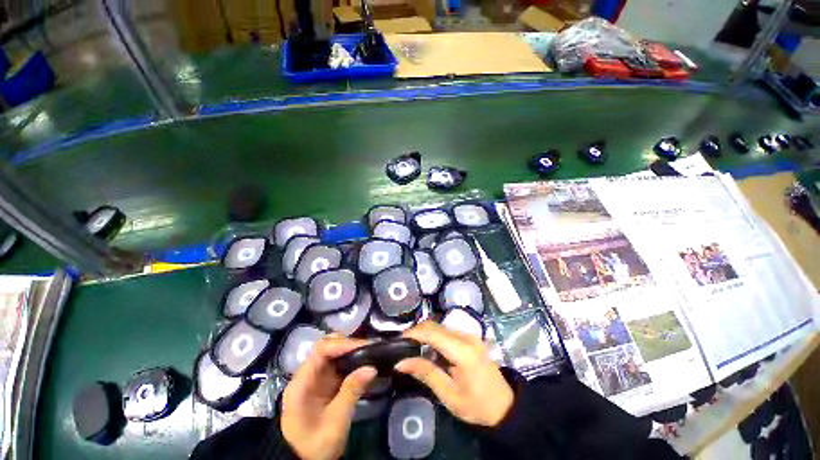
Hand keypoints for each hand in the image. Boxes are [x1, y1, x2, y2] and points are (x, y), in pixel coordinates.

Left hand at [281, 335, 376, 459]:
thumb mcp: (335, 422)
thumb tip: (371, 368)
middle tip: (369, 347)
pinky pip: (337, 365)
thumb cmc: (315, 446)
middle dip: (348, 343)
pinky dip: (351, 361)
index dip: (343, 343)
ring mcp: (315, 378)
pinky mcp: (323, 383)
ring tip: (370, 352)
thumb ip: (351, 392)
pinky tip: (363, 362)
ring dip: (351, 351)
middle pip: (326, 347)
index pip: (321, 350)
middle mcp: (307, 375)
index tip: (364, 346)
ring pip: (333, 353)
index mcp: (302, 382)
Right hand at [394, 321, 513, 426]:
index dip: (414, 333)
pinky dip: (434, 336)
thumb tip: (401, 363)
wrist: (505, 406)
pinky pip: (447, 331)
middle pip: (436, 325)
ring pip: (440, 326)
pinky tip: (428, 349)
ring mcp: (470, 335)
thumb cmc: (477, 405)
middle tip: (402, 345)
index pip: (433, 333)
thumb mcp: (449, 395)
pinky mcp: (470, 338)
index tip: (398, 339)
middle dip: (417, 331)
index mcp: (463, 351)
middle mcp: (467, 337)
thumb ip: (426, 373)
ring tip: (412, 347)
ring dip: (425, 333)